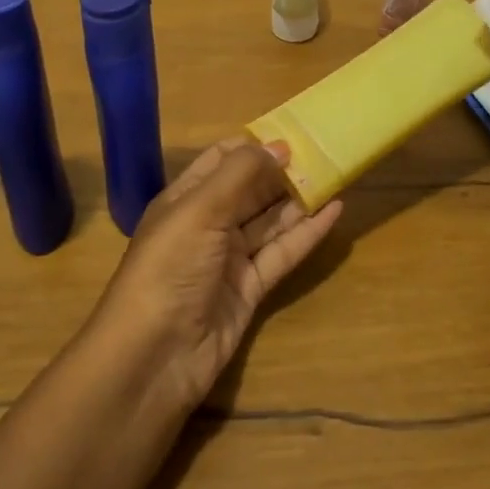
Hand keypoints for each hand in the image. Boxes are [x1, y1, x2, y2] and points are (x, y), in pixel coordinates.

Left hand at [95, 137, 343, 406]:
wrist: (154, 357)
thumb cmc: (170, 268)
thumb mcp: (201, 210)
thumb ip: (241, 173)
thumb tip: (280, 146)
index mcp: (185, 199)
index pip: (221, 160)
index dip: (254, 145)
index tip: (293, 131)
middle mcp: (206, 224)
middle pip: (249, 190)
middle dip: (282, 171)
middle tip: (324, 151)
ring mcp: (229, 259)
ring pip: (269, 221)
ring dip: (299, 200)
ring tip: (335, 175)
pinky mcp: (250, 289)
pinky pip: (282, 253)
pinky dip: (307, 233)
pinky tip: (334, 213)